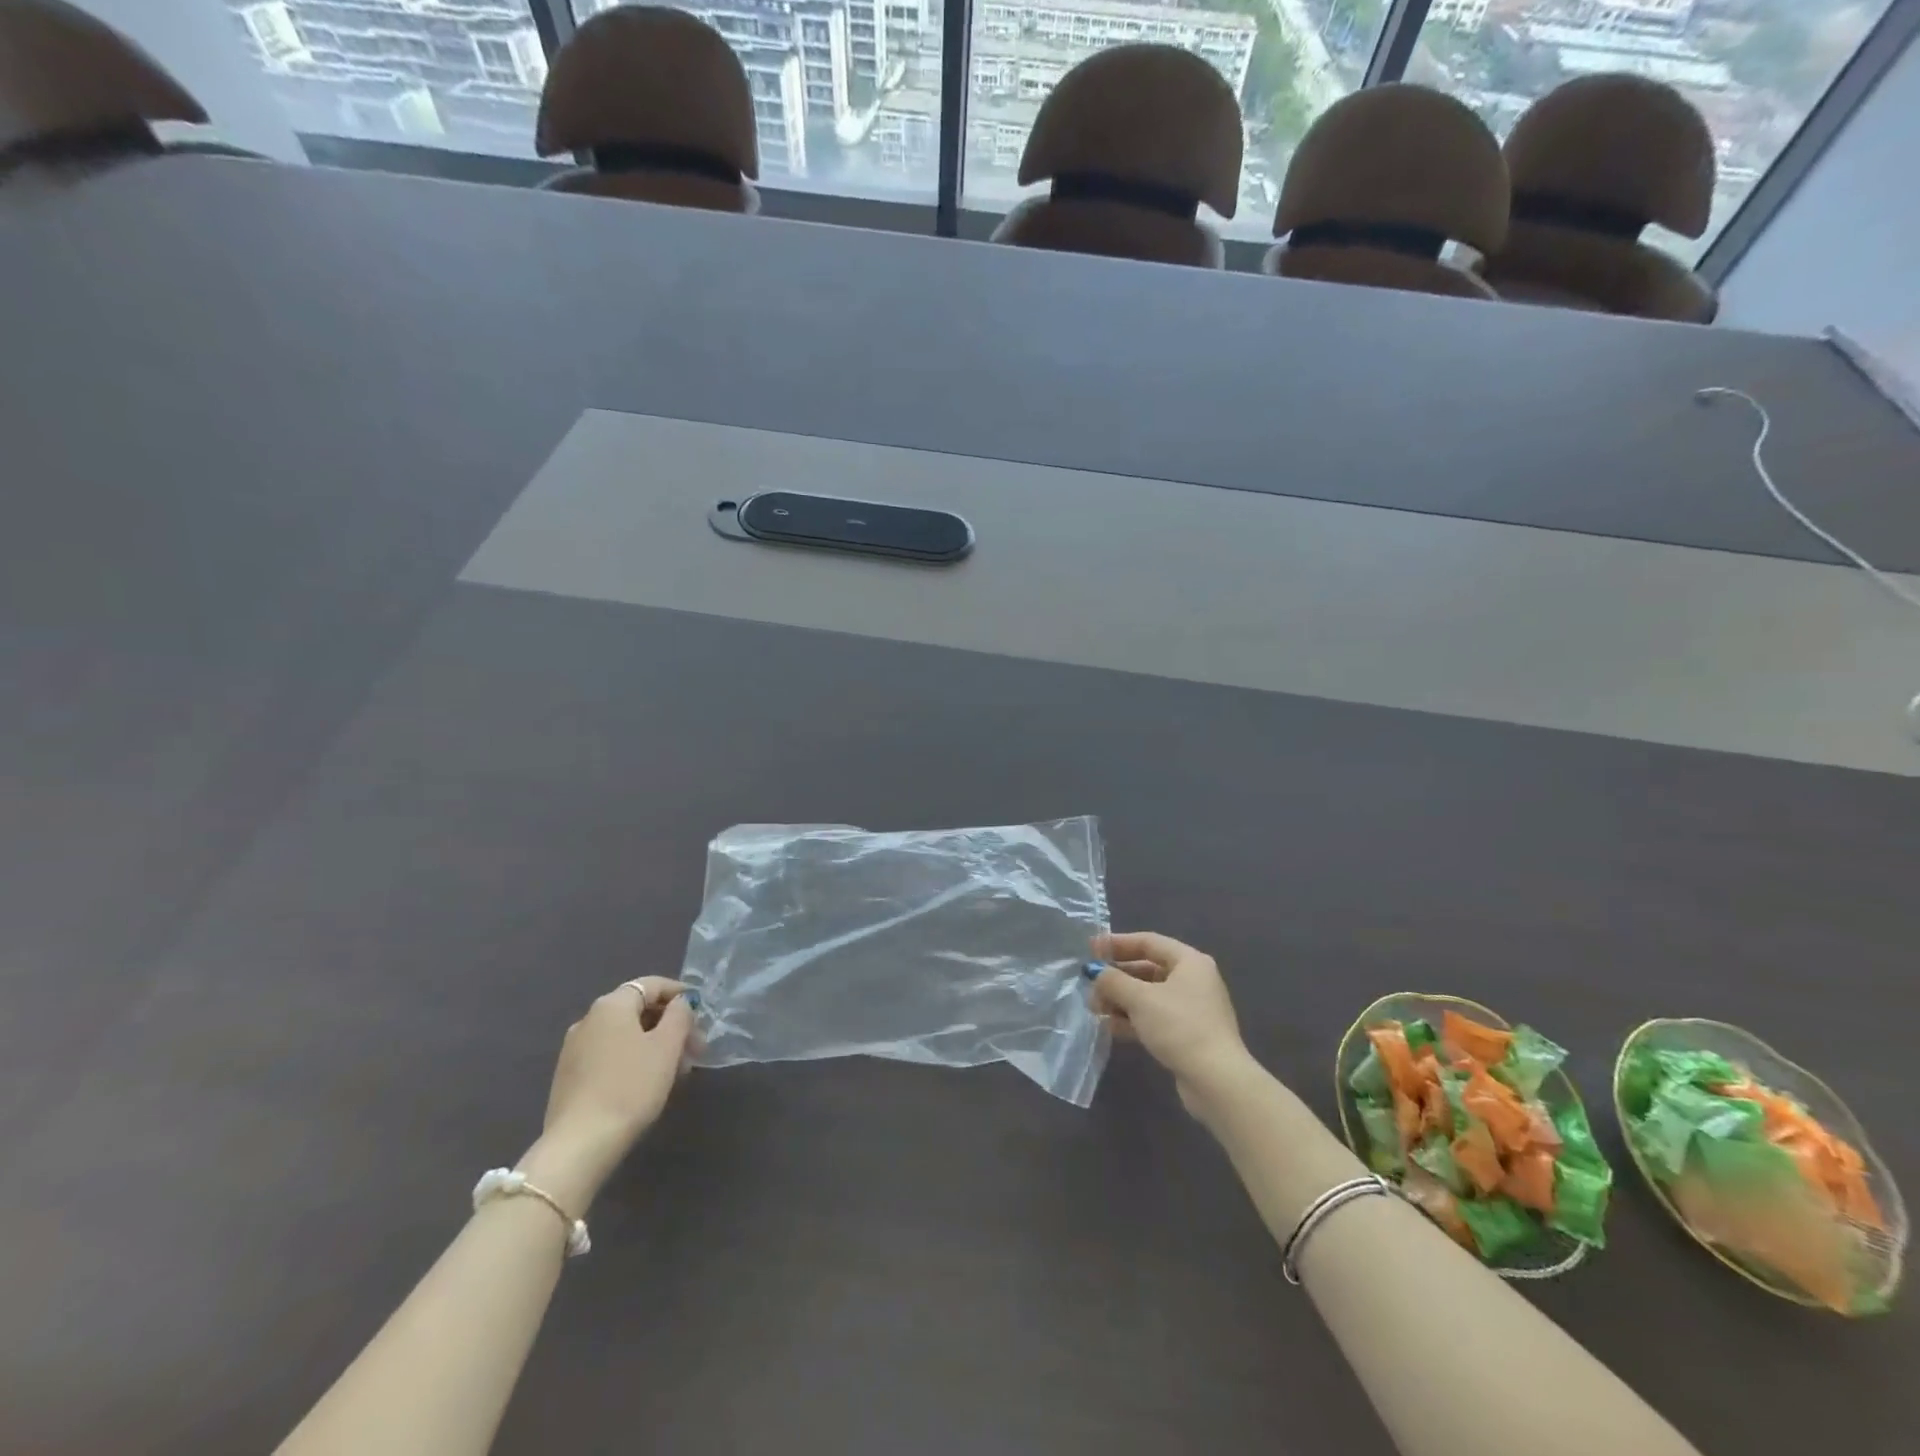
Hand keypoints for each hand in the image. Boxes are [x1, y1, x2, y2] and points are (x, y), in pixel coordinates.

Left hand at [518, 978, 696, 1211]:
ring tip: (677, 1069)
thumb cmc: (630, 1087)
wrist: (579, 1144)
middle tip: (695, 1047)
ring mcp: (574, 1048)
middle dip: (670, 1024)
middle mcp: (588, 1019)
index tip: (702, 1012)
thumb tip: (680, 1002)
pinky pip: (610, 1054)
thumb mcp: (667, 1046)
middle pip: (638, 1009)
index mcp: (611, 1005)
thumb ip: (680, 1015)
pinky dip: (633, 1058)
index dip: (680, 993)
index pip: (652, 984)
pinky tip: (648, 1082)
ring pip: (625, 1034)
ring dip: (654, 1043)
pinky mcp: (569, 1076)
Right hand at [1088, 931, 1251, 1116]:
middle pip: (1147, 969)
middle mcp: (1193, 980)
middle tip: (1090, 986)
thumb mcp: (1140, 999)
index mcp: (1189, 961)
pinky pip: (1155, 1018)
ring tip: (1095, 1009)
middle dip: (1116, 978)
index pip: (1148, 942)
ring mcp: (1192, 1009)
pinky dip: (1133, 1019)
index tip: (1091, 950)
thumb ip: (1113, 980)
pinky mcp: (1188, 1034)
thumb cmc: (1179, 1027)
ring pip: (1149, 996)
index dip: (1117, 943)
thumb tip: (1095, 972)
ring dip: (1121, 1000)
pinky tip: (1111, 1028)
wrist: (1216, 1081)